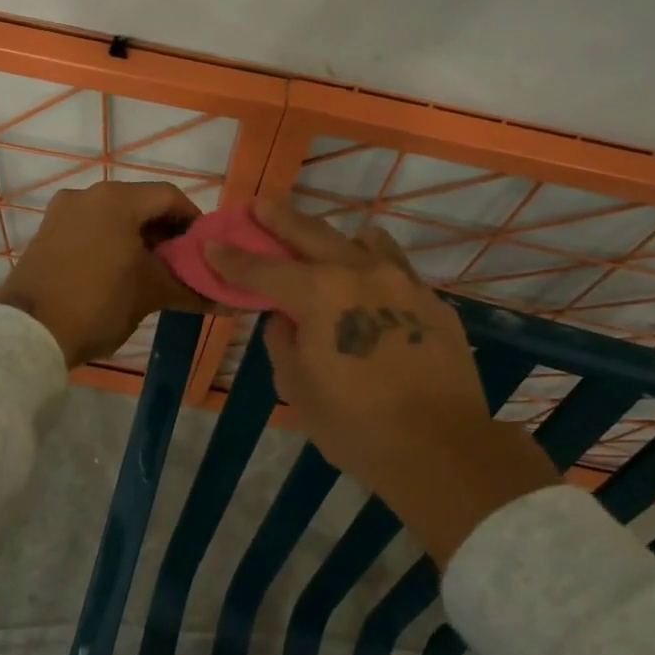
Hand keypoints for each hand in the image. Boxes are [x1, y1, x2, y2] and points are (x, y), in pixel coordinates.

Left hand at [0, 181, 210, 368]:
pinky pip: (90, 228)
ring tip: (154, 271)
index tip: (206, 249)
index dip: (194, 221)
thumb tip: (231, 301)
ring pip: (114, 216)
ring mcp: (62, 212)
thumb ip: (190, 289)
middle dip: (166, 231)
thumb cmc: (98, 303)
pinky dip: (111, 242)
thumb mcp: (150, 295)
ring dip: (138, 237)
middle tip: (183, 264)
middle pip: (140, 203)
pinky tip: (120, 272)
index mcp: (117, 199)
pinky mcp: (46, 233)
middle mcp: (88, 194)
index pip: (169, 197)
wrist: (28, 334)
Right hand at [206, 199, 559, 562]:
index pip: (263, 270)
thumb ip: (282, 342)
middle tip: (261, 205)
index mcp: (320, 294)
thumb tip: (284, 318)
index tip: (212, 244)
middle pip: (311, 233)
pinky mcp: (432, 301)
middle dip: (280, 218)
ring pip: (363, 240)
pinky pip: (396, 269)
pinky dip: (374, 268)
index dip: (232, 259)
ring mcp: (402, 282)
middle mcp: (360, 272)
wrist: (442, 450)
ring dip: (335, 239)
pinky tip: (370, 287)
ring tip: (324, 245)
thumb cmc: (357, 427)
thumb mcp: (299, 390)